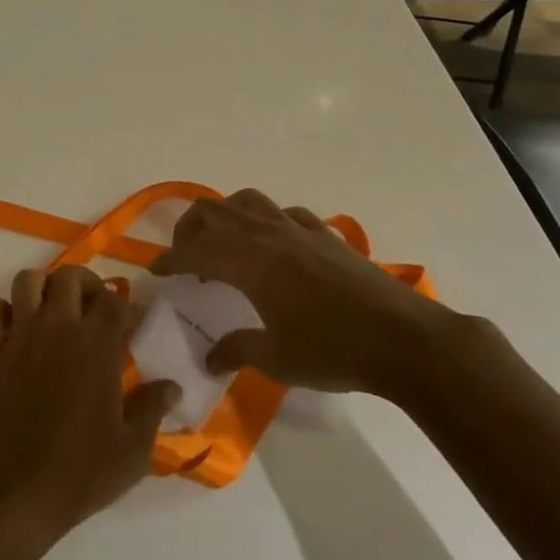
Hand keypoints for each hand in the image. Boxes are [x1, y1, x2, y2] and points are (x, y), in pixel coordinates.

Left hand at [0, 266, 179, 554]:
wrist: (16, 492)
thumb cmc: (80, 472)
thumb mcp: (133, 450)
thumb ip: (152, 409)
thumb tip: (172, 385)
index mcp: (97, 345)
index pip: (116, 302)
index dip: (128, 306)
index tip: (135, 322)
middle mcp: (58, 328)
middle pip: (70, 277)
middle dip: (87, 284)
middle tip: (96, 311)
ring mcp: (22, 337)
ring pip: (28, 281)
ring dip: (43, 287)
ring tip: (56, 311)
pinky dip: (0, 311)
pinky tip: (16, 330)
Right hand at [152, 188, 462, 403]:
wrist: (404, 339)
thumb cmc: (333, 350)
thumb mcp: (278, 359)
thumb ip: (238, 350)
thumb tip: (210, 359)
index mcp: (247, 261)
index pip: (194, 250)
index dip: (169, 258)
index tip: (155, 270)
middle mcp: (266, 234)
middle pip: (212, 210)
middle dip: (189, 229)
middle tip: (185, 256)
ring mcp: (298, 228)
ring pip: (247, 200)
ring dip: (225, 215)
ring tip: (224, 242)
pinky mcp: (325, 233)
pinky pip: (284, 212)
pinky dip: (266, 221)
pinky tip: (275, 245)